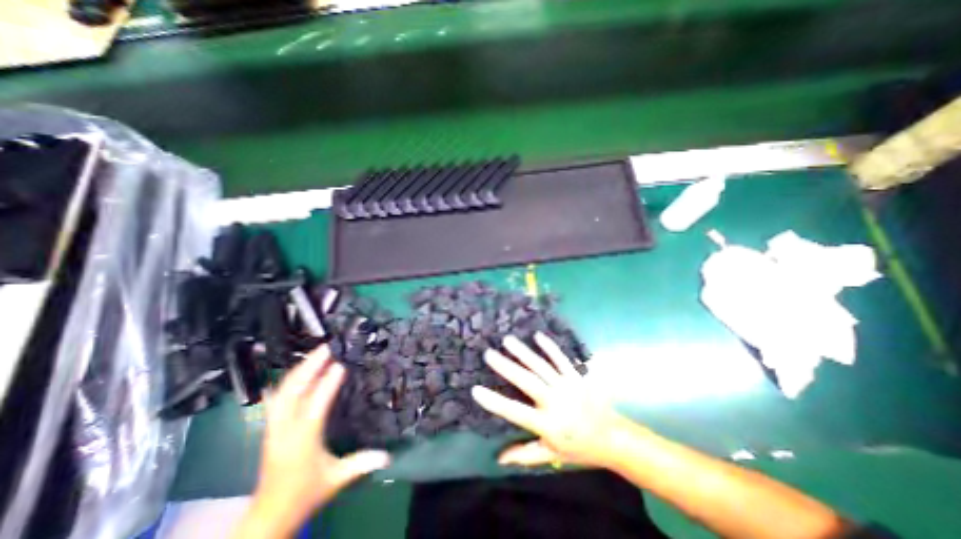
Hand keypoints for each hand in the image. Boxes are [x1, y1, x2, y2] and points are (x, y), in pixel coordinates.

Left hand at [243, 348, 392, 537]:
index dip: (328, 383)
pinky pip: (276, 399)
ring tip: (315, 354)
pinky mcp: (270, 428)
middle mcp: (285, 430)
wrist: (269, 515)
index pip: (316, 405)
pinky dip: (287, 382)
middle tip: (326, 348)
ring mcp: (273, 428)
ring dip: (298, 370)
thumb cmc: (305, 494)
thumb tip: (388, 456)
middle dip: (308, 367)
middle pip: (292, 391)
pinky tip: (294, 372)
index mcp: (303, 440)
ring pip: (282, 392)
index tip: (340, 364)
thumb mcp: (336, 479)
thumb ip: (362, 463)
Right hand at [471, 334, 636, 469]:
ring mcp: (567, 386)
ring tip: (508, 340)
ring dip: (523, 352)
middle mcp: (556, 402)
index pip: (515, 412)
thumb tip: (499, 458)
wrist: (614, 438)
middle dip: (506, 366)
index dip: (495, 402)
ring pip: (541, 366)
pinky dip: (549, 347)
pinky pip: (561, 359)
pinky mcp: (577, 376)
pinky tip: (538, 336)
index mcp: (547, 425)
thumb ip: (525, 455)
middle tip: (489, 354)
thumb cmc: (579, 448)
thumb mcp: (551, 455)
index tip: (476, 390)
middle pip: (527, 381)